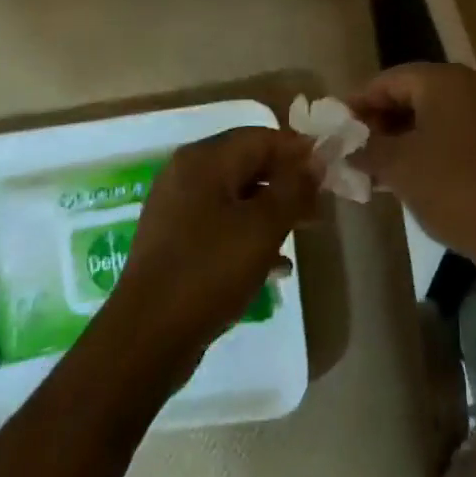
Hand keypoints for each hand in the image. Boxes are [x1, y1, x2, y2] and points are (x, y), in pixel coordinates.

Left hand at [108, 127, 318, 375]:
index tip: (329, 171)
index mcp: (204, 160)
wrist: (146, 339)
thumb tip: (316, 160)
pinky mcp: (174, 243)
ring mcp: (177, 209)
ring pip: (236, 197)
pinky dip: (249, 235)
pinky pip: (221, 225)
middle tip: (319, 206)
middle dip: (286, 182)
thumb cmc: (209, 271)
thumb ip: (294, 188)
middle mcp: (186, 175)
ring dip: (271, 210)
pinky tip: (275, 265)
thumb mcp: (262, 227)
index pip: (261, 137)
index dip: (298, 150)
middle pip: (248, 164)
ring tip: (303, 232)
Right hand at [347, 63, 475, 268]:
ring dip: (396, 141)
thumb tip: (342, 146)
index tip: (333, 126)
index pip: (388, 80)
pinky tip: (397, 180)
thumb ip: (366, 149)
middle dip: (376, 123)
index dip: (357, 102)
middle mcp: (464, 88)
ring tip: (366, 167)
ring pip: (426, 120)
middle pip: (408, 96)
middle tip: (348, 148)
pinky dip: (420, 153)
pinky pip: (444, 139)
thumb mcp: (399, 165)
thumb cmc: (452, 184)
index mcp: (442, 80)